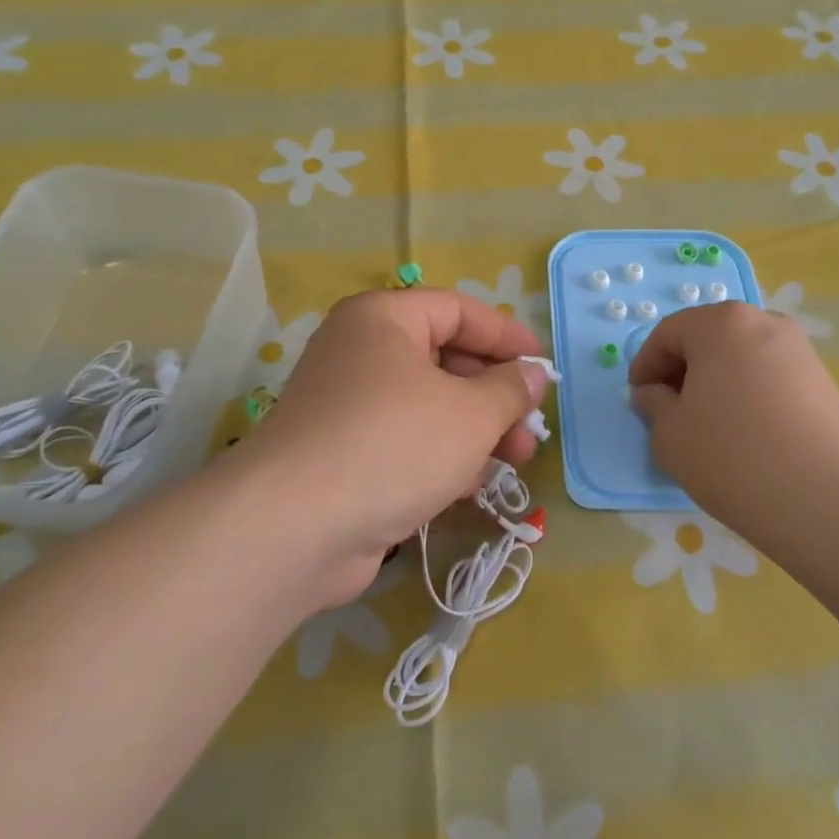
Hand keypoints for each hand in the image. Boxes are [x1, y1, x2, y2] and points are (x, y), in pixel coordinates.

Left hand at [233, 290, 549, 606]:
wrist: (296, 527)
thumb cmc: (394, 444)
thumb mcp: (470, 412)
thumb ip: (510, 389)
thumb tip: (532, 374)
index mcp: (383, 319)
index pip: (458, 310)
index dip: (506, 334)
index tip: (543, 365)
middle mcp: (360, 353)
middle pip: (444, 358)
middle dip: (495, 392)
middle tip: (531, 423)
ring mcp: (348, 406)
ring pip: (428, 405)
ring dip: (476, 428)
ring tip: (516, 459)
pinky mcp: (344, 455)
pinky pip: (406, 441)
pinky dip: (442, 455)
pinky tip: (473, 483)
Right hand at [629, 303, 838, 538]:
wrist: (825, 499)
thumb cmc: (731, 456)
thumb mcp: (669, 433)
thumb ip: (653, 403)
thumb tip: (655, 393)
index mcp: (720, 323)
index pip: (668, 333)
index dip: (645, 365)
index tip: (639, 399)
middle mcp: (763, 322)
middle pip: (708, 338)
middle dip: (682, 370)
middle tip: (670, 411)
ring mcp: (799, 350)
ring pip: (740, 357)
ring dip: (716, 382)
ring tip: (708, 426)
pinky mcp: (823, 380)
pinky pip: (769, 376)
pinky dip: (747, 394)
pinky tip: (745, 434)